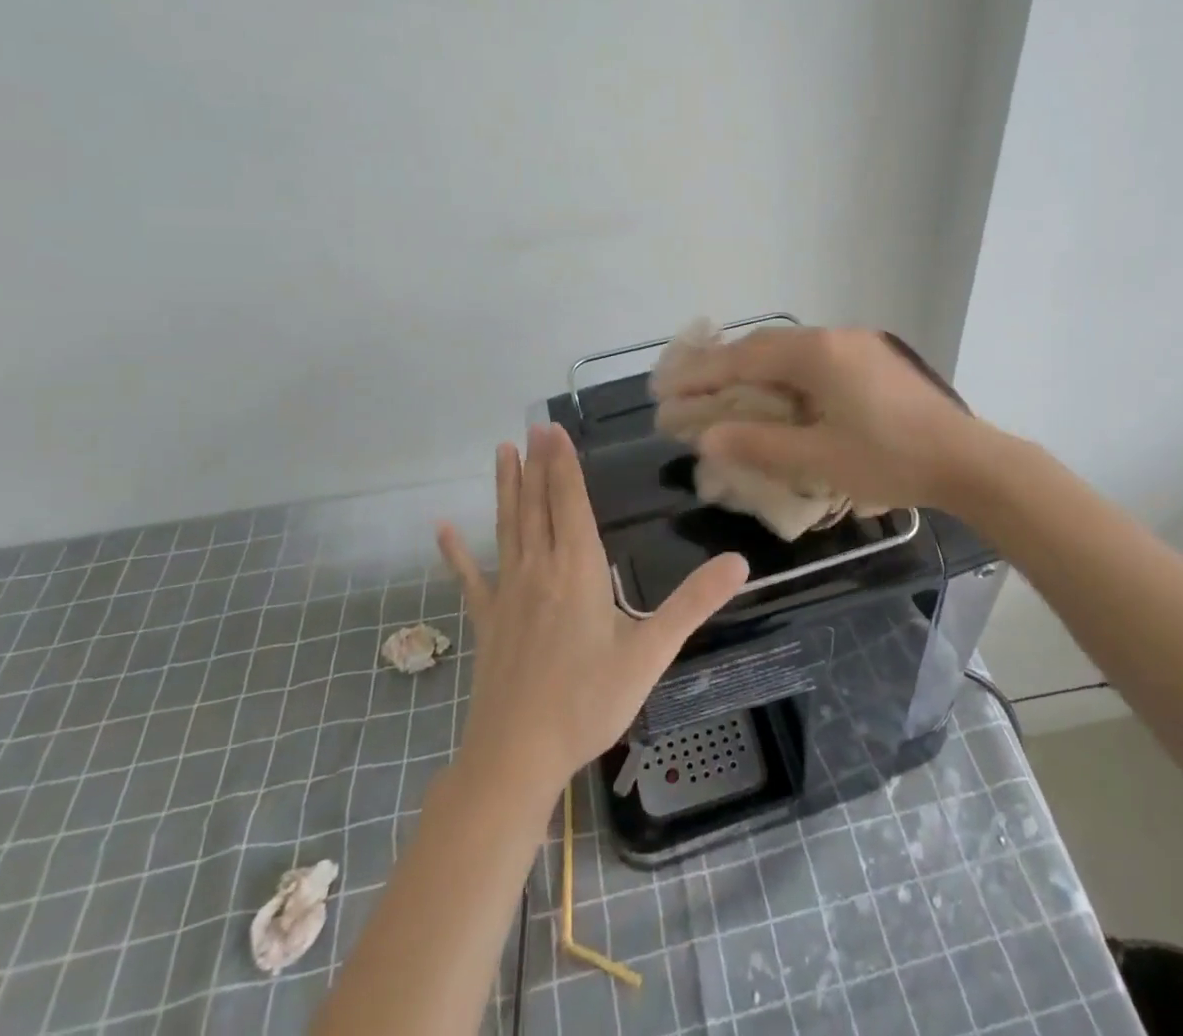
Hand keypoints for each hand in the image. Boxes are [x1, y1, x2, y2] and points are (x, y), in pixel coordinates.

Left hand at [436, 424, 748, 796]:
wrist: (516, 756)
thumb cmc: (588, 702)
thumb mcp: (650, 653)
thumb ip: (694, 603)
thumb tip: (740, 562)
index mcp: (577, 569)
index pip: (569, 502)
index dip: (563, 464)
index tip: (552, 429)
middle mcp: (539, 568)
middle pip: (537, 504)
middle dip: (537, 463)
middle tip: (531, 427)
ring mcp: (507, 593)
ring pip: (507, 527)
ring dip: (506, 488)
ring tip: (502, 452)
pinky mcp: (486, 620)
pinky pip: (469, 577)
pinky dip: (455, 551)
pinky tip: (442, 529)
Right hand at [652, 326, 982, 512]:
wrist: (968, 460)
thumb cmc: (891, 461)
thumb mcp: (820, 459)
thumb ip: (759, 445)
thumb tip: (706, 438)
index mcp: (817, 354)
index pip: (743, 358)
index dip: (700, 374)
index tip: (664, 388)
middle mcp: (834, 337)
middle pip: (763, 346)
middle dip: (722, 366)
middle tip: (687, 387)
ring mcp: (858, 345)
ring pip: (789, 350)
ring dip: (753, 369)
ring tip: (723, 391)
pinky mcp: (873, 360)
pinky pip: (813, 360)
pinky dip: (783, 375)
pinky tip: (776, 396)